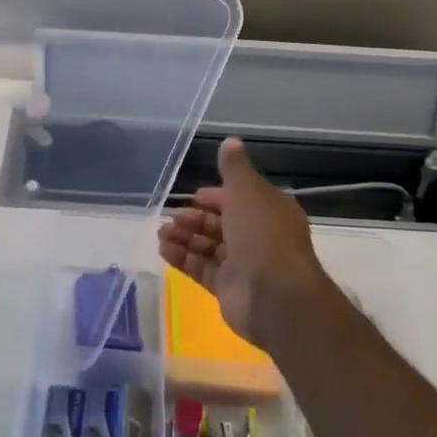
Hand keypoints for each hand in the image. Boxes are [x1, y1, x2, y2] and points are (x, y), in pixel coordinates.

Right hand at [157, 137, 329, 348]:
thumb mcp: (247, 190)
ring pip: (209, 247)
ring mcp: (244, 265)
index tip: (194, 196)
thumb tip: (230, 140)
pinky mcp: (229, 289)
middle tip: (172, 218)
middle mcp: (259, 237)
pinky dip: (183, 258)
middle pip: (222, 224)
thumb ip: (234, 168)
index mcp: (269, 211)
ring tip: (161, 233)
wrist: (275, 295)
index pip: (240, 199)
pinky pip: (202, 269)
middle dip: (195, 219)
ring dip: (185, 238)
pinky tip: (163, 250)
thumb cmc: (262, 234)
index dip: (217, 196)